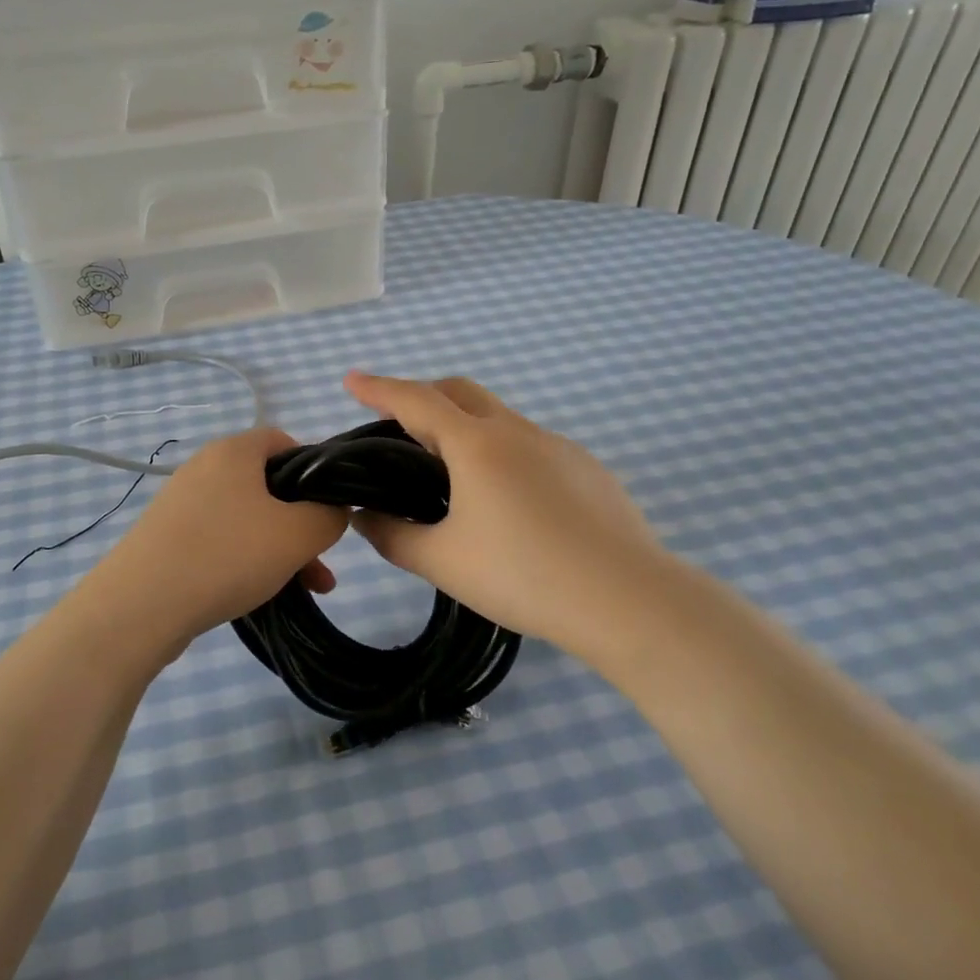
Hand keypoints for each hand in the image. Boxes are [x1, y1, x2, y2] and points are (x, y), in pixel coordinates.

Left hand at [77, 427, 348, 654]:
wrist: (139, 606)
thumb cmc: (226, 555)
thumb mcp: (298, 534)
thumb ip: (329, 515)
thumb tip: (333, 511)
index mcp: (233, 451)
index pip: (283, 440)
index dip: (314, 469)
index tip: (329, 507)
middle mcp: (204, 468)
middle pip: (268, 485)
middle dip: (301, 521)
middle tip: (322, 558)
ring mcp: (182, 503)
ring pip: (247, 518)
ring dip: (280, 548)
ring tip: (307, 588)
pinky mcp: (168, 537)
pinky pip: (220, 540)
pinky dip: (246, 560)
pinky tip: (263, 594)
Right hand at [343, 372, 675, 666]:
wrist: (628, 599)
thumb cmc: (524, 575)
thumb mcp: (443, 562)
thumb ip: (393, 536)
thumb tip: (364, 518)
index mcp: (477, 445)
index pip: (416, 401)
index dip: (379, 388)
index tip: (351, 380)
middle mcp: (517, 432)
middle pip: (460, 392)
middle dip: (423, 395)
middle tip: (397, 423)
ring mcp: (558, 447)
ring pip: (499, 419)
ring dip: (465, 429)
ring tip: (451, 477)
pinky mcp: (588, 469)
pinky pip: (532, 447)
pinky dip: (503, 455)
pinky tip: (509, 504)